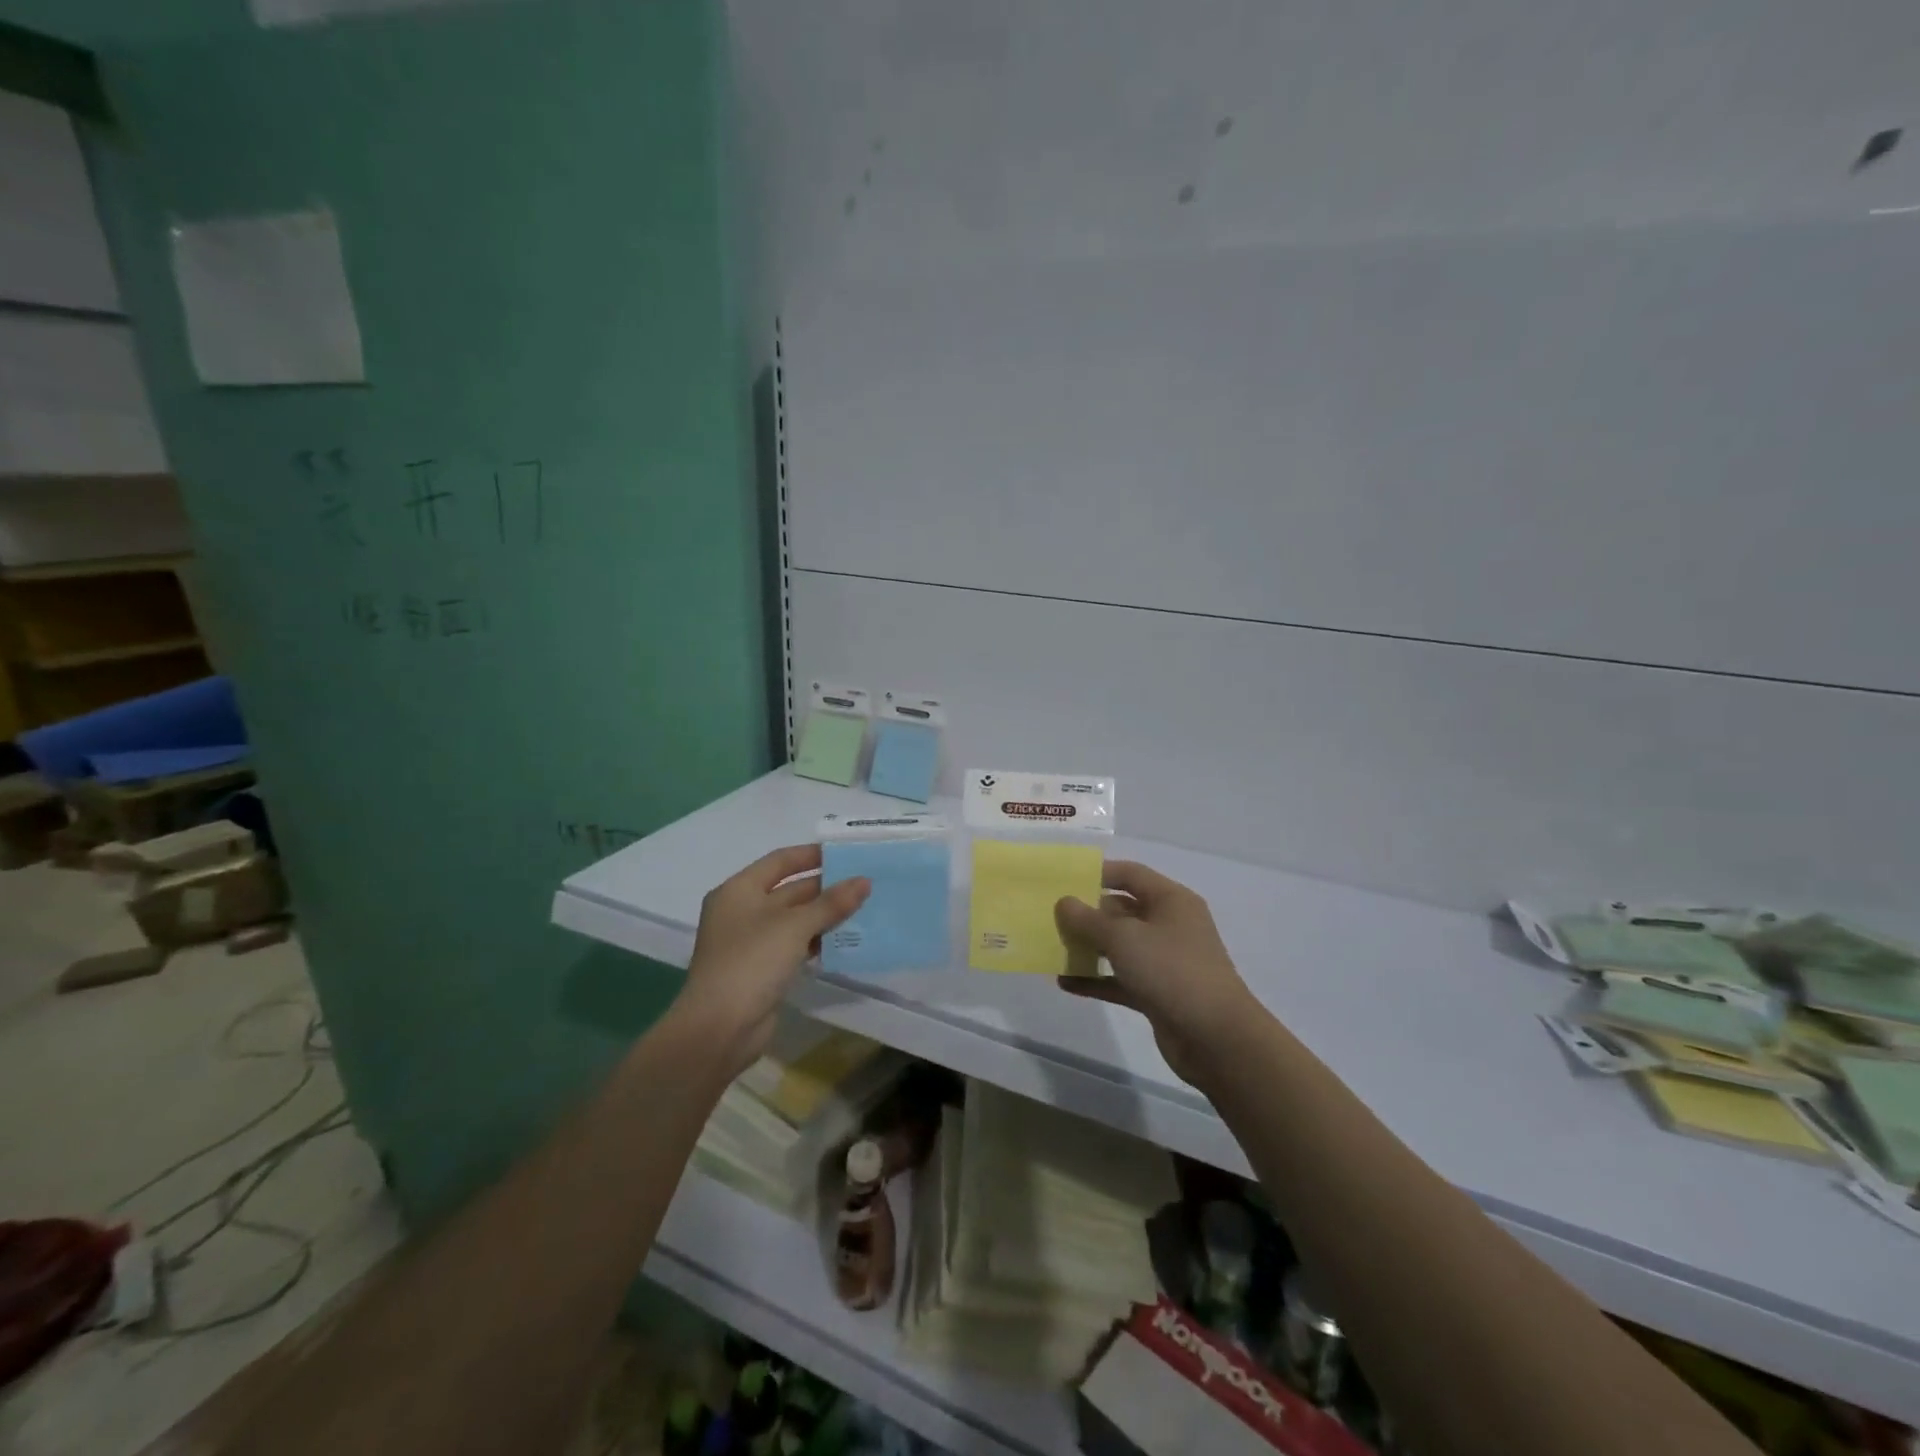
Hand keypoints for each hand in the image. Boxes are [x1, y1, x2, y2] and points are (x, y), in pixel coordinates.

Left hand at [677, 845, 869, 1073]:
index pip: (780, 861)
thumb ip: (831, 903)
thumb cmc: (751, 962)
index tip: (846, 854)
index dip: (812, 855)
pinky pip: (796, 945)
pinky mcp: (763, 969)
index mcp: (739, 890)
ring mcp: (752, 942)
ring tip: (865, 908)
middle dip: (826, 887)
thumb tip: (864, 881)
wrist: (719, 1029)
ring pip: (795, 919)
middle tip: (865, 883)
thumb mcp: (794, 926)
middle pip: (790, 890)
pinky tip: (847, 940)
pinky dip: (818, 941)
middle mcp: (743, 911)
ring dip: (826, 915)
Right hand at [1055, 861, 1260, 1086]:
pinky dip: (1096, 979)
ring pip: (1120, 946)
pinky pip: (1121, 979)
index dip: (1098, 873)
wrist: (1216, 1038)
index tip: (1063, 880)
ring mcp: (1165, 961)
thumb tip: (1064, 902)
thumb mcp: (1124, 938)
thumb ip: (1089, 919)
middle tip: (1051, 917)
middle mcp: (1170, 925)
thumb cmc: (1171, 970)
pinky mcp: (1158, 993)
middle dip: (1088, 913)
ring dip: (1089, 947)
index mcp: (1171, 900)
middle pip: (1122, 910)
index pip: (1130, 874)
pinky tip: (1065, 982)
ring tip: (1054, 948)